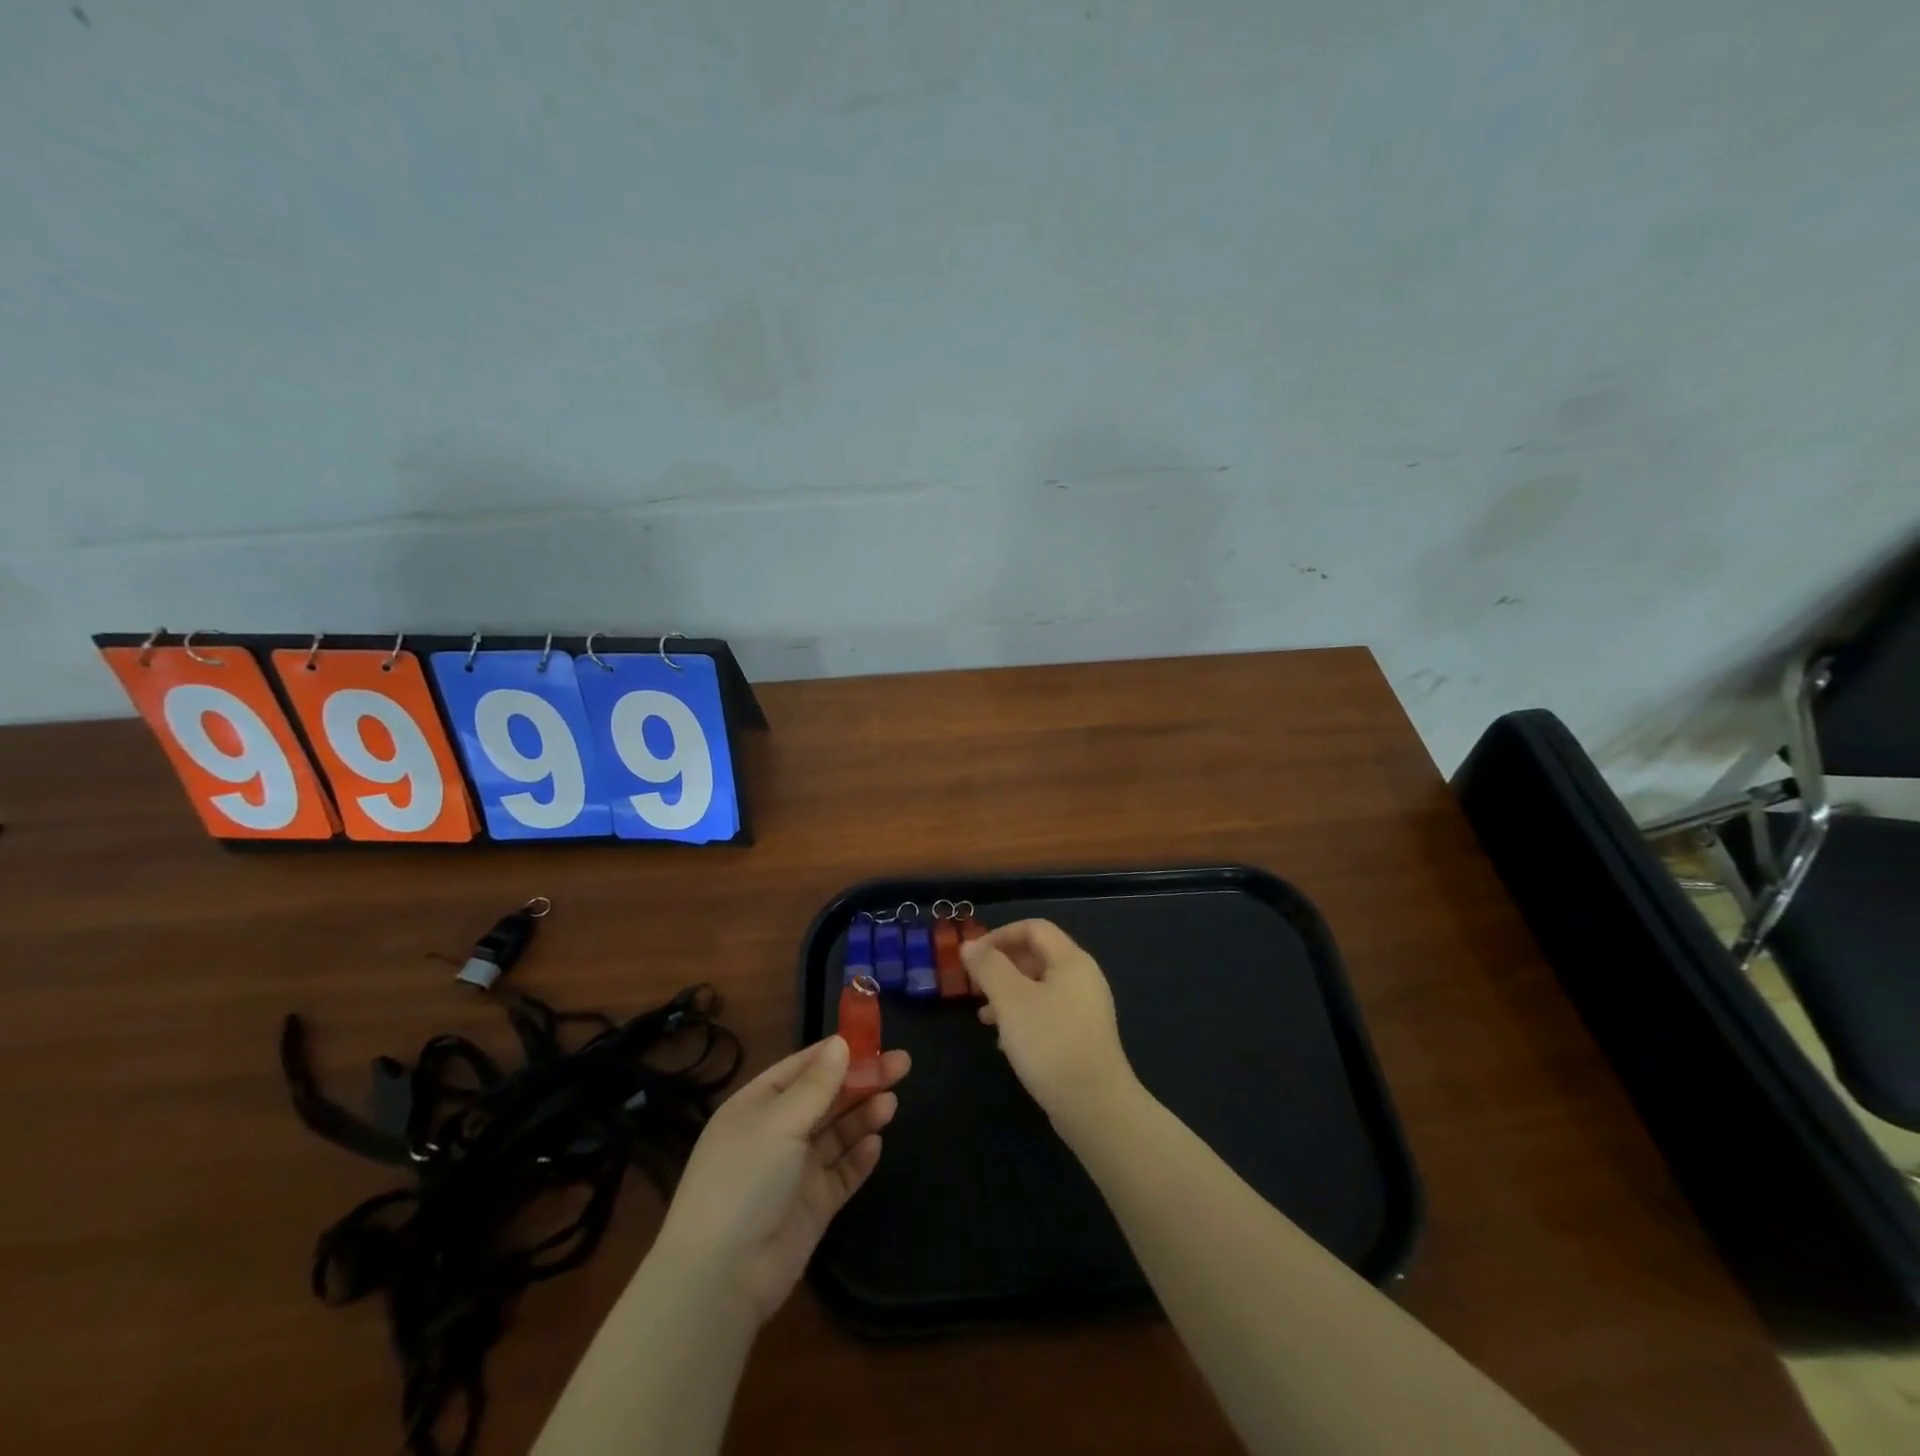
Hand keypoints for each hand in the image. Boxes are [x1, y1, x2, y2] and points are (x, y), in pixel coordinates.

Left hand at [653, 1036, 910, 1322]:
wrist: (721, 1277)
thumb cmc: (744, 1180)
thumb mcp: (780, 1122)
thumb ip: (817, 1085)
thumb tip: (841, 1043)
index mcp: (758, 1105)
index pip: (802, 1067)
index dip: (837, 1051)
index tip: (874, 1038)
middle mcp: (776, 1133)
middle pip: (826, 1097)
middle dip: (862, 1080)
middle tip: (903, 1064)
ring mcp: (795, 1171)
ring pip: (837, 1133)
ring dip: (863, 1115)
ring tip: (891, 1104)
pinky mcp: (812, 1206)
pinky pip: (842, 1173)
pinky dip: (859, 1157)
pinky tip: (876, 1144)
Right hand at [962, 919, 1141, 1136]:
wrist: (1095, 1107)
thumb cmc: (1049, 1043)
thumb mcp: (1010, 1000)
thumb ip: (988, 967)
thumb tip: (969, 945)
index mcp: (1071, 960)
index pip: (1034, 928)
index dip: (1000, 935)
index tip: (972, 957)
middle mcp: (1084, 977)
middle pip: (1038, 955)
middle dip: (1002, 966)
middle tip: (975, 986)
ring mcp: (1087, 1009)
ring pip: (1040, 987)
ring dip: (1009, 994)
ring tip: (983, 1017)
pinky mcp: (1084, 1037)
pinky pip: (1049, 1013)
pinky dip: (1024, 1017)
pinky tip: (1005, 1042)